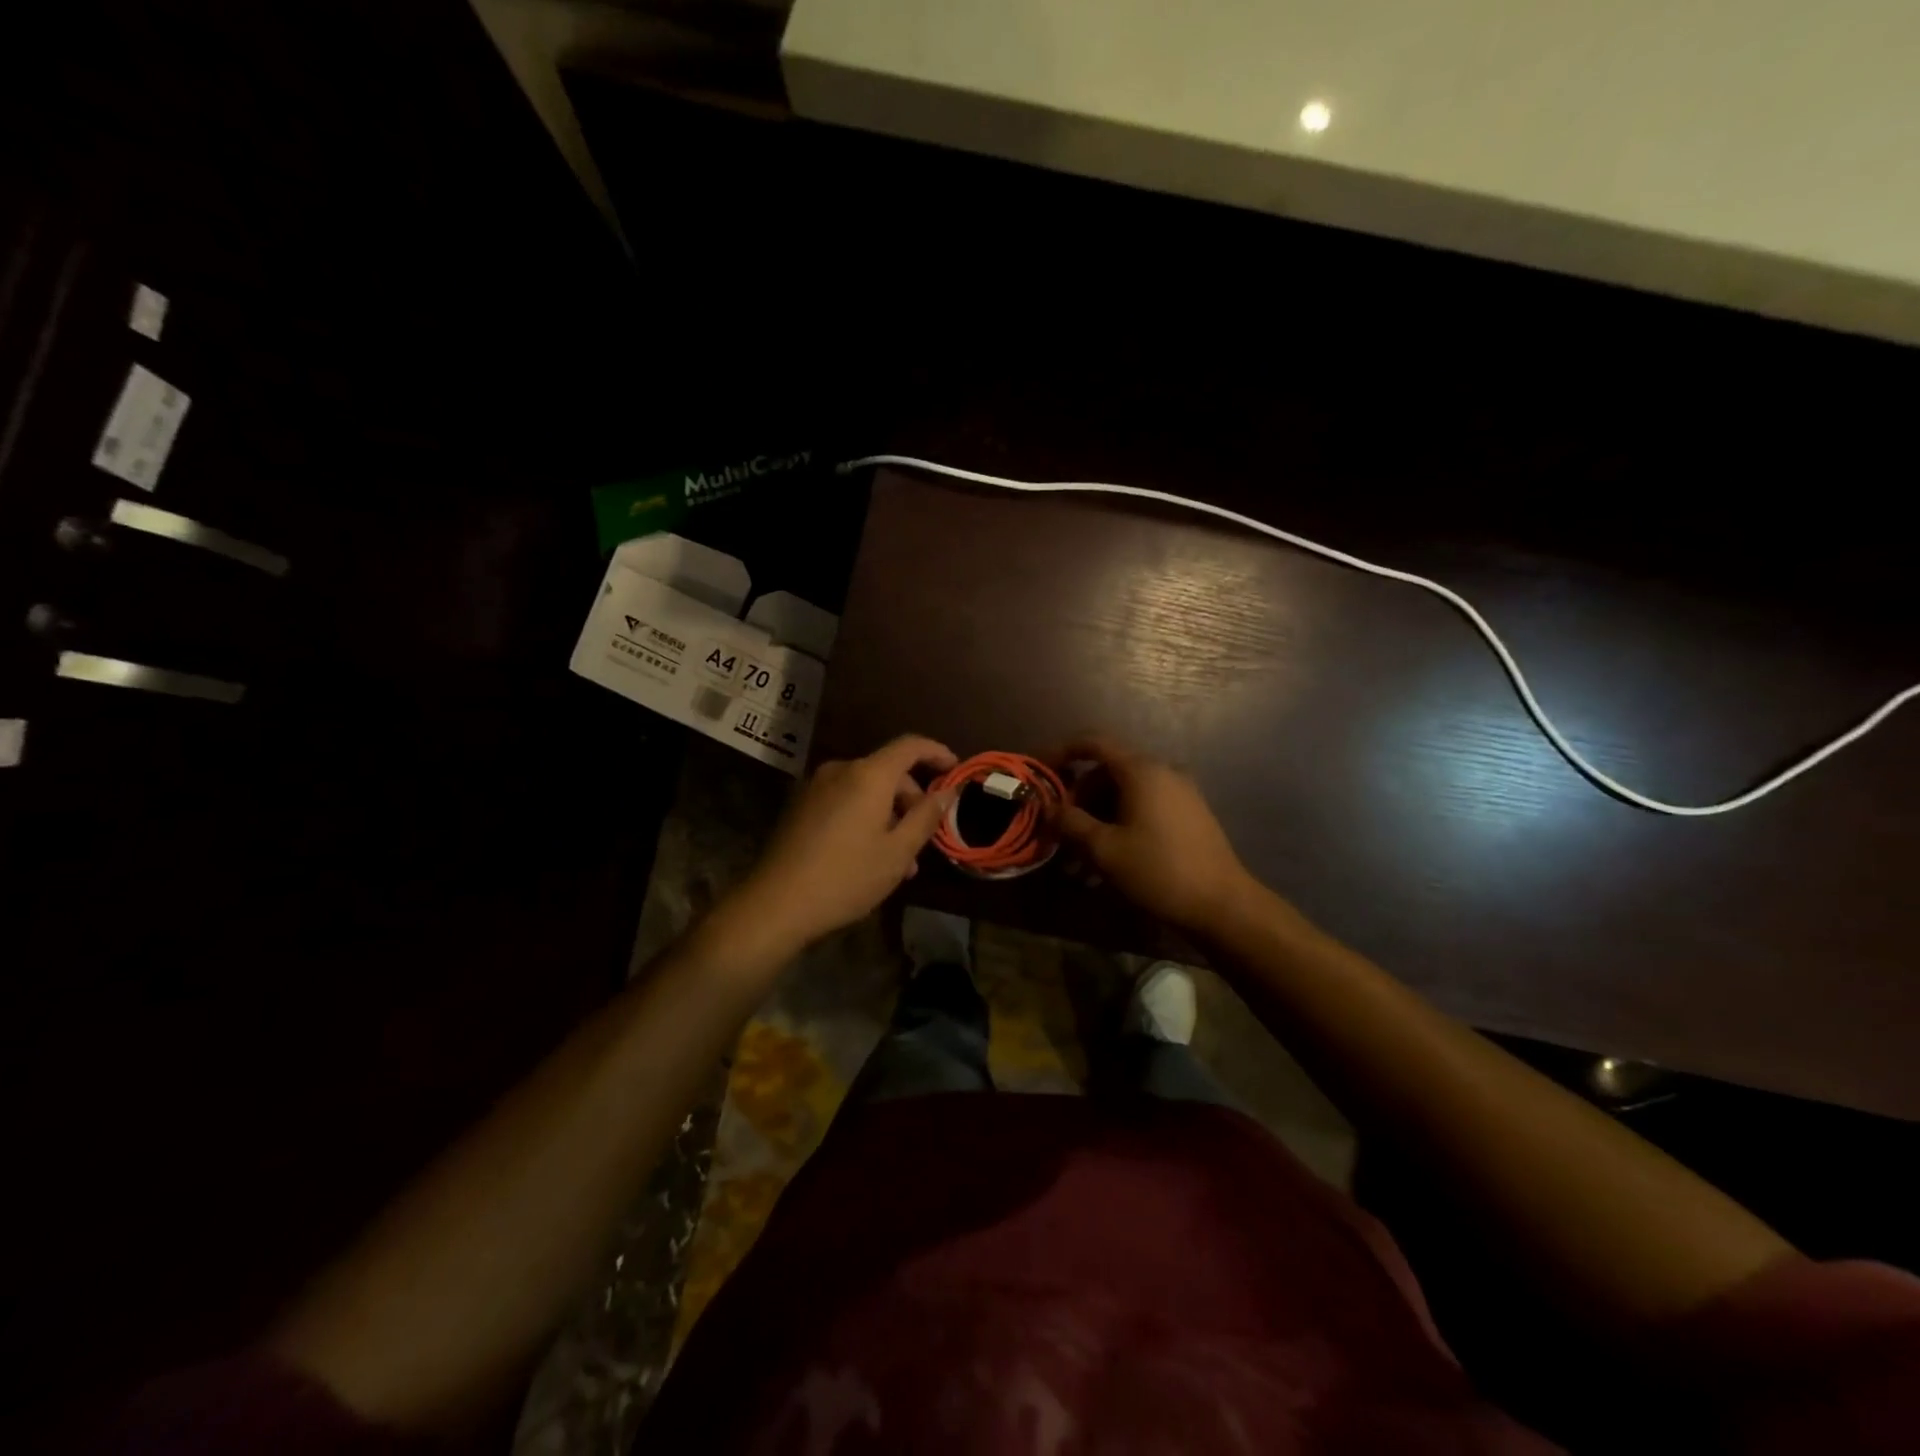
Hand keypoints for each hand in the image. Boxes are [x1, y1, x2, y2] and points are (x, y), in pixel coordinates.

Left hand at [735, 734, 959, 948]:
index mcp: (868, 774)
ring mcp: (816, 787)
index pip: (911, 745)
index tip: (956, 770)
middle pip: (888, 771)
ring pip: (866, 790)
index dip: (937, 753)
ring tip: (902, 860)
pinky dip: (866, 817)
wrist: (776, 903)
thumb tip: (947, 792)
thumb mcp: (898, 852)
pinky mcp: (801, 806)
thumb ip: (926, 816)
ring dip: (890, 815)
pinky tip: (871, 856)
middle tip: (927, 835)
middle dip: (913, 798)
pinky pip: (845, 801)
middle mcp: (841, 770)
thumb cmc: (847, 876)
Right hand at [1056, 734, 1257, 930]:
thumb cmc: (1158, 871)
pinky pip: (1143, 809)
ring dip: (1096, 821)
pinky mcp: (1188, 816)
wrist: (1222, 905)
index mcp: (1141, 771)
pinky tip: (1107, 864)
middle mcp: (1162, 772)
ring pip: (1124, 796)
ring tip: (1078, 863)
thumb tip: (1049, 807)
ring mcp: (1179, 794)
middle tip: (1059, 833)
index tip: (1039, 771)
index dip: (1061, 752)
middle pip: (1106, 773)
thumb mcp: (1104, 849)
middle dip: (1078, 801)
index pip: (1093, 744)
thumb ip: (1071, 822)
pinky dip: (1120, 827)